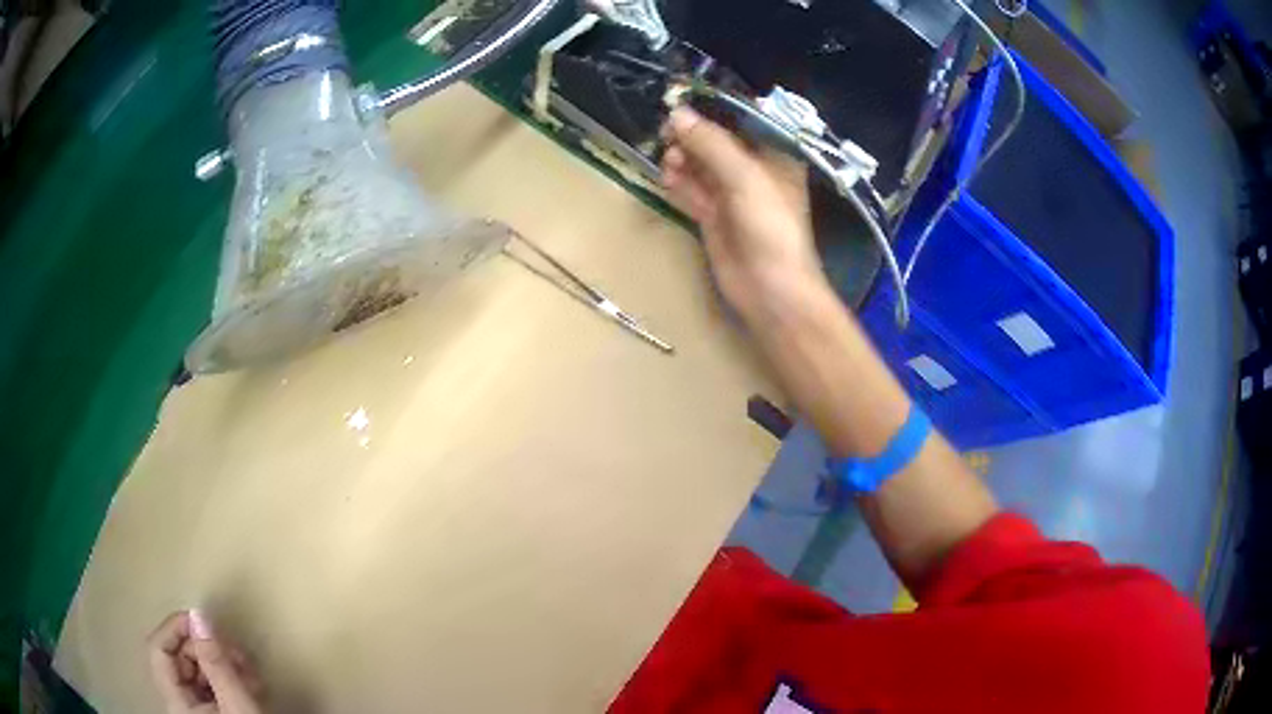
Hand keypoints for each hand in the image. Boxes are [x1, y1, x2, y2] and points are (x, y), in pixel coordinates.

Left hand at [147, 610, 262, 713]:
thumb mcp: (239, 706)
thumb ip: (217, 663)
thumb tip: (200, 615)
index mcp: (177, 702)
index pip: (158, 649)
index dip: (175, 628)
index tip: (203, 620)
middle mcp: (179, 701)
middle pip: (179, 657)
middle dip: (208, 648)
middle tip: (238, 653)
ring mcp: (194, 707)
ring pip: (196, 668)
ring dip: (222, 662)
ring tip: (249, 672)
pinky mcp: (210, 711)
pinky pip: (210, 682)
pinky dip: (228, 676)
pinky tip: (248, 682)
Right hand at [660, 107, 826, 321]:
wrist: (771, 289)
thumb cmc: (770, 227)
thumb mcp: (745, 177)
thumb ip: (711, 143)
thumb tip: (676, 114)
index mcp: (774, 156)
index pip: (742, 121)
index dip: (713, 109)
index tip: (682, 100)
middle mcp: (754, 171)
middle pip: (716, 141)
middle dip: (692, 135)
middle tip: (666, 131)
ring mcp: (733, 195)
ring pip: (701, 165)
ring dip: (683, 158)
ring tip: (669, 160)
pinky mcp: (714, 217)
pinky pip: (692, 190)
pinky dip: (679, 182)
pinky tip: (667, 177)